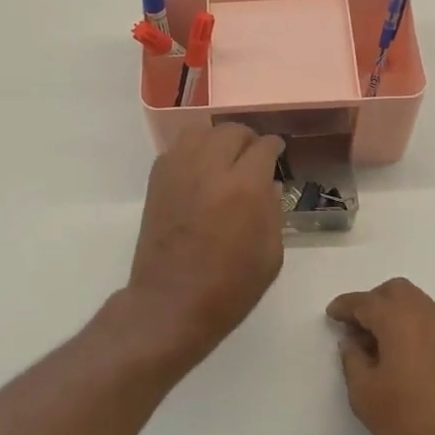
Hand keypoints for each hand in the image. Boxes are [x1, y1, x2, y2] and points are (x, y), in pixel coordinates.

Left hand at [127, 124, 286, 364]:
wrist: (172, 304)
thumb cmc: (229, 287)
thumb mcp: (271, 254)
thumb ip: (273, 211)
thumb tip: (267, 185)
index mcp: (245, 187)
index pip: (264, 147)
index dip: (274, 148)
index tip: (277, 154)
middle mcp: (211, 168)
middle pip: (232, 131)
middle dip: (247, 140)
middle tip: (252, 156)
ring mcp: (179, 171)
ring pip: (200, 131)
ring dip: (217, 139)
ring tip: (224, 157)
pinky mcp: (157, 181)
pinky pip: (177, 149)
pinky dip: (192, 152)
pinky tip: (199, 171)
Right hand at [328, 278, 434, 434]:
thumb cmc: (410, 420)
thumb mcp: (365, 395)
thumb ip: (352, 361)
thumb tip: (352, 343)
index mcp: (399, 319)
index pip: (366, 301)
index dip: (345, 306)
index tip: (332, 314)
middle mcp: (427, 315)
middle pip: (396, 291)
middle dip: (373, 302)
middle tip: (356, 328)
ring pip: (417, 304)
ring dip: (395, 314)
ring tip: (379, 346)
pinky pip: (432, 323)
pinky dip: (413, 327)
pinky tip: (405, 358)